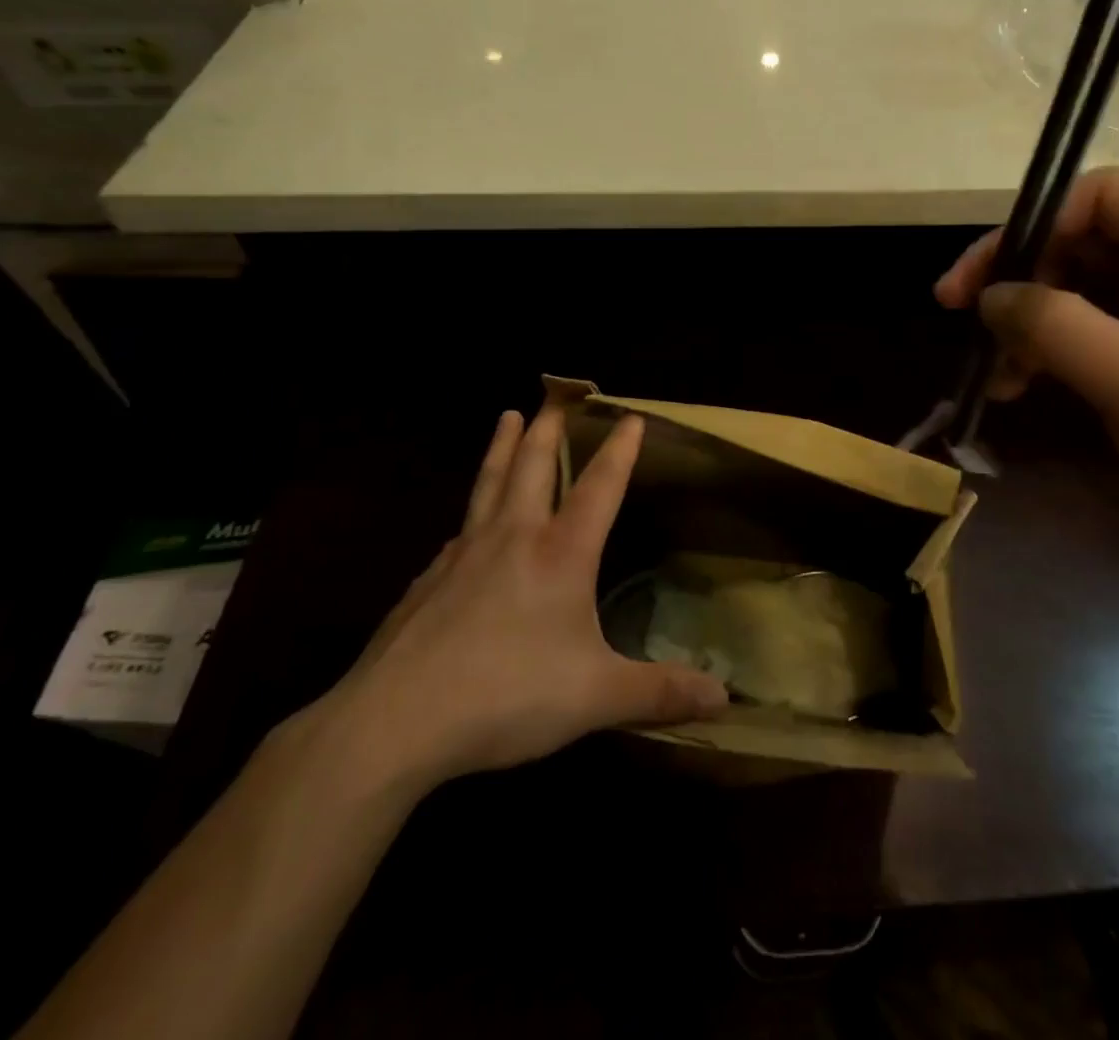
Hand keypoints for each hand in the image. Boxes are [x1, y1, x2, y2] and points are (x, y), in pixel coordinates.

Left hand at [314, 408, 727, 800]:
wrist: (393, 722)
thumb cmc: (506, 696)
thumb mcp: (595, 698)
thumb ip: (659, 693)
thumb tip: (725, 699)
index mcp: (560, 554)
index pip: (600, 487)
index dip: (619, 450)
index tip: (631, 416)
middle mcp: (513, 539)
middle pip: (533, 466)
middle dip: (549, 429)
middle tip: (554, 396)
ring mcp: (463, 555)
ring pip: (489, 484)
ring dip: (503, 447)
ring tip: (507, 416)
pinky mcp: (427, 581)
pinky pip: (459, 531)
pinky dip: (472, 510)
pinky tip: (466, 526)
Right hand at [935, 168, 1118, 557]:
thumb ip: (1052, 324)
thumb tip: (989, 296)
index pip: (1103, 196)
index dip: (1031, 225)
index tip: (978, 280)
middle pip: (1086, 240)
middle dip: (1023, 282)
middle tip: (969, 327)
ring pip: (1085, 287)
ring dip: (1032, 323)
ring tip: (995, 377)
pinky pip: (1100, 327)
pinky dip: (1056, 350)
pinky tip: (1022, 385)